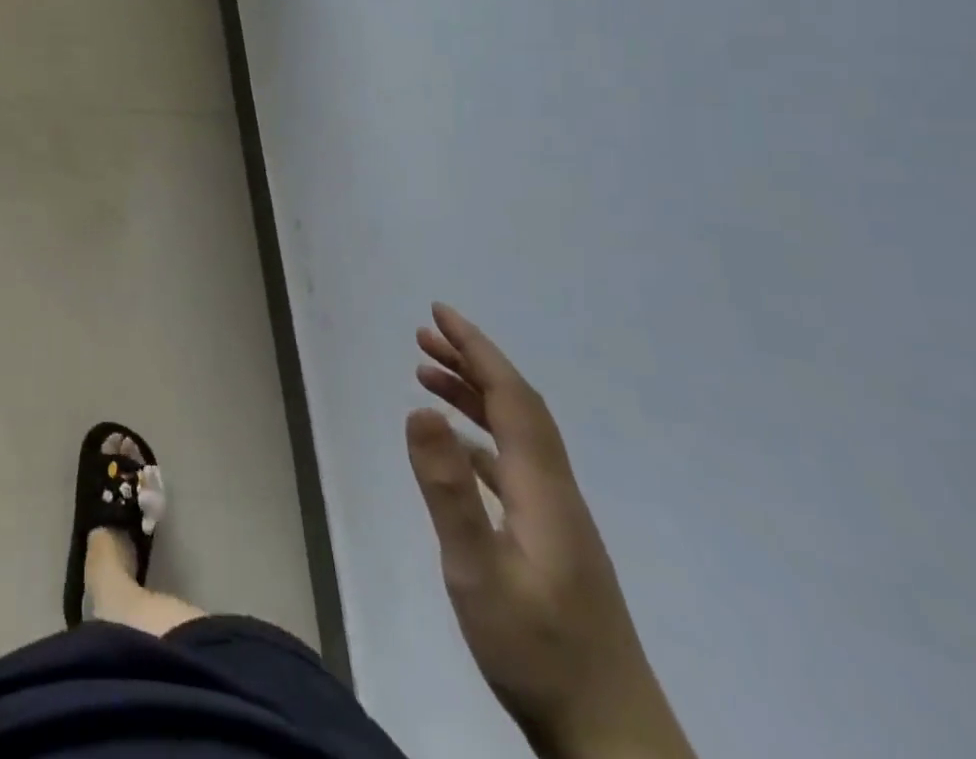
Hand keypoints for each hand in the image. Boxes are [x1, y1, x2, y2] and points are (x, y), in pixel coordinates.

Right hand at [406, 304, 693, 758]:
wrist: (611, 741)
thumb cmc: (538, 652)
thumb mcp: (478, 571)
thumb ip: (448, 490)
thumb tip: (419, 408)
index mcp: (543, 491)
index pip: (512, 400)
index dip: (478, 351)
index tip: (440, 314)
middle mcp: (555, 494)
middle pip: (518, 410)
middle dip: (473, 363)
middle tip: (424, 334)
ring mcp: (556, 521)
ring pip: (516, 437)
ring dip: (474, 397)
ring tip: (427, 375)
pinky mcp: (550, 545)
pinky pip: (511, 466)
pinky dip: (480, 437)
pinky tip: (457, 447)